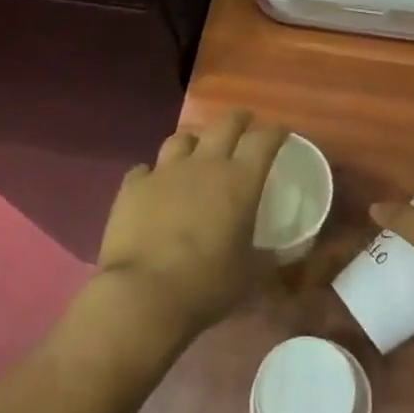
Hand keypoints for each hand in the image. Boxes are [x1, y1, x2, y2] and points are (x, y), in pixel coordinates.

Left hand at [93, 111, 288, 346]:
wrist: (143, 293)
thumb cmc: (208, 283)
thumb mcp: (250, 274)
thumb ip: (266, 258)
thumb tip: (279, 254)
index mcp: (240, 181)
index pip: (264, 141)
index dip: (276, 132)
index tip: (281, 132)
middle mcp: (204, 165)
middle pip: (224, 124)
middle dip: (238, 119)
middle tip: (244, 121)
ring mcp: (164, 172)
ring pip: (181, 139)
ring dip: (193, 141)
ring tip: (196, 150)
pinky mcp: (132, 187)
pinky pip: (144, 169)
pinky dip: (153, 174)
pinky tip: (153, 184)